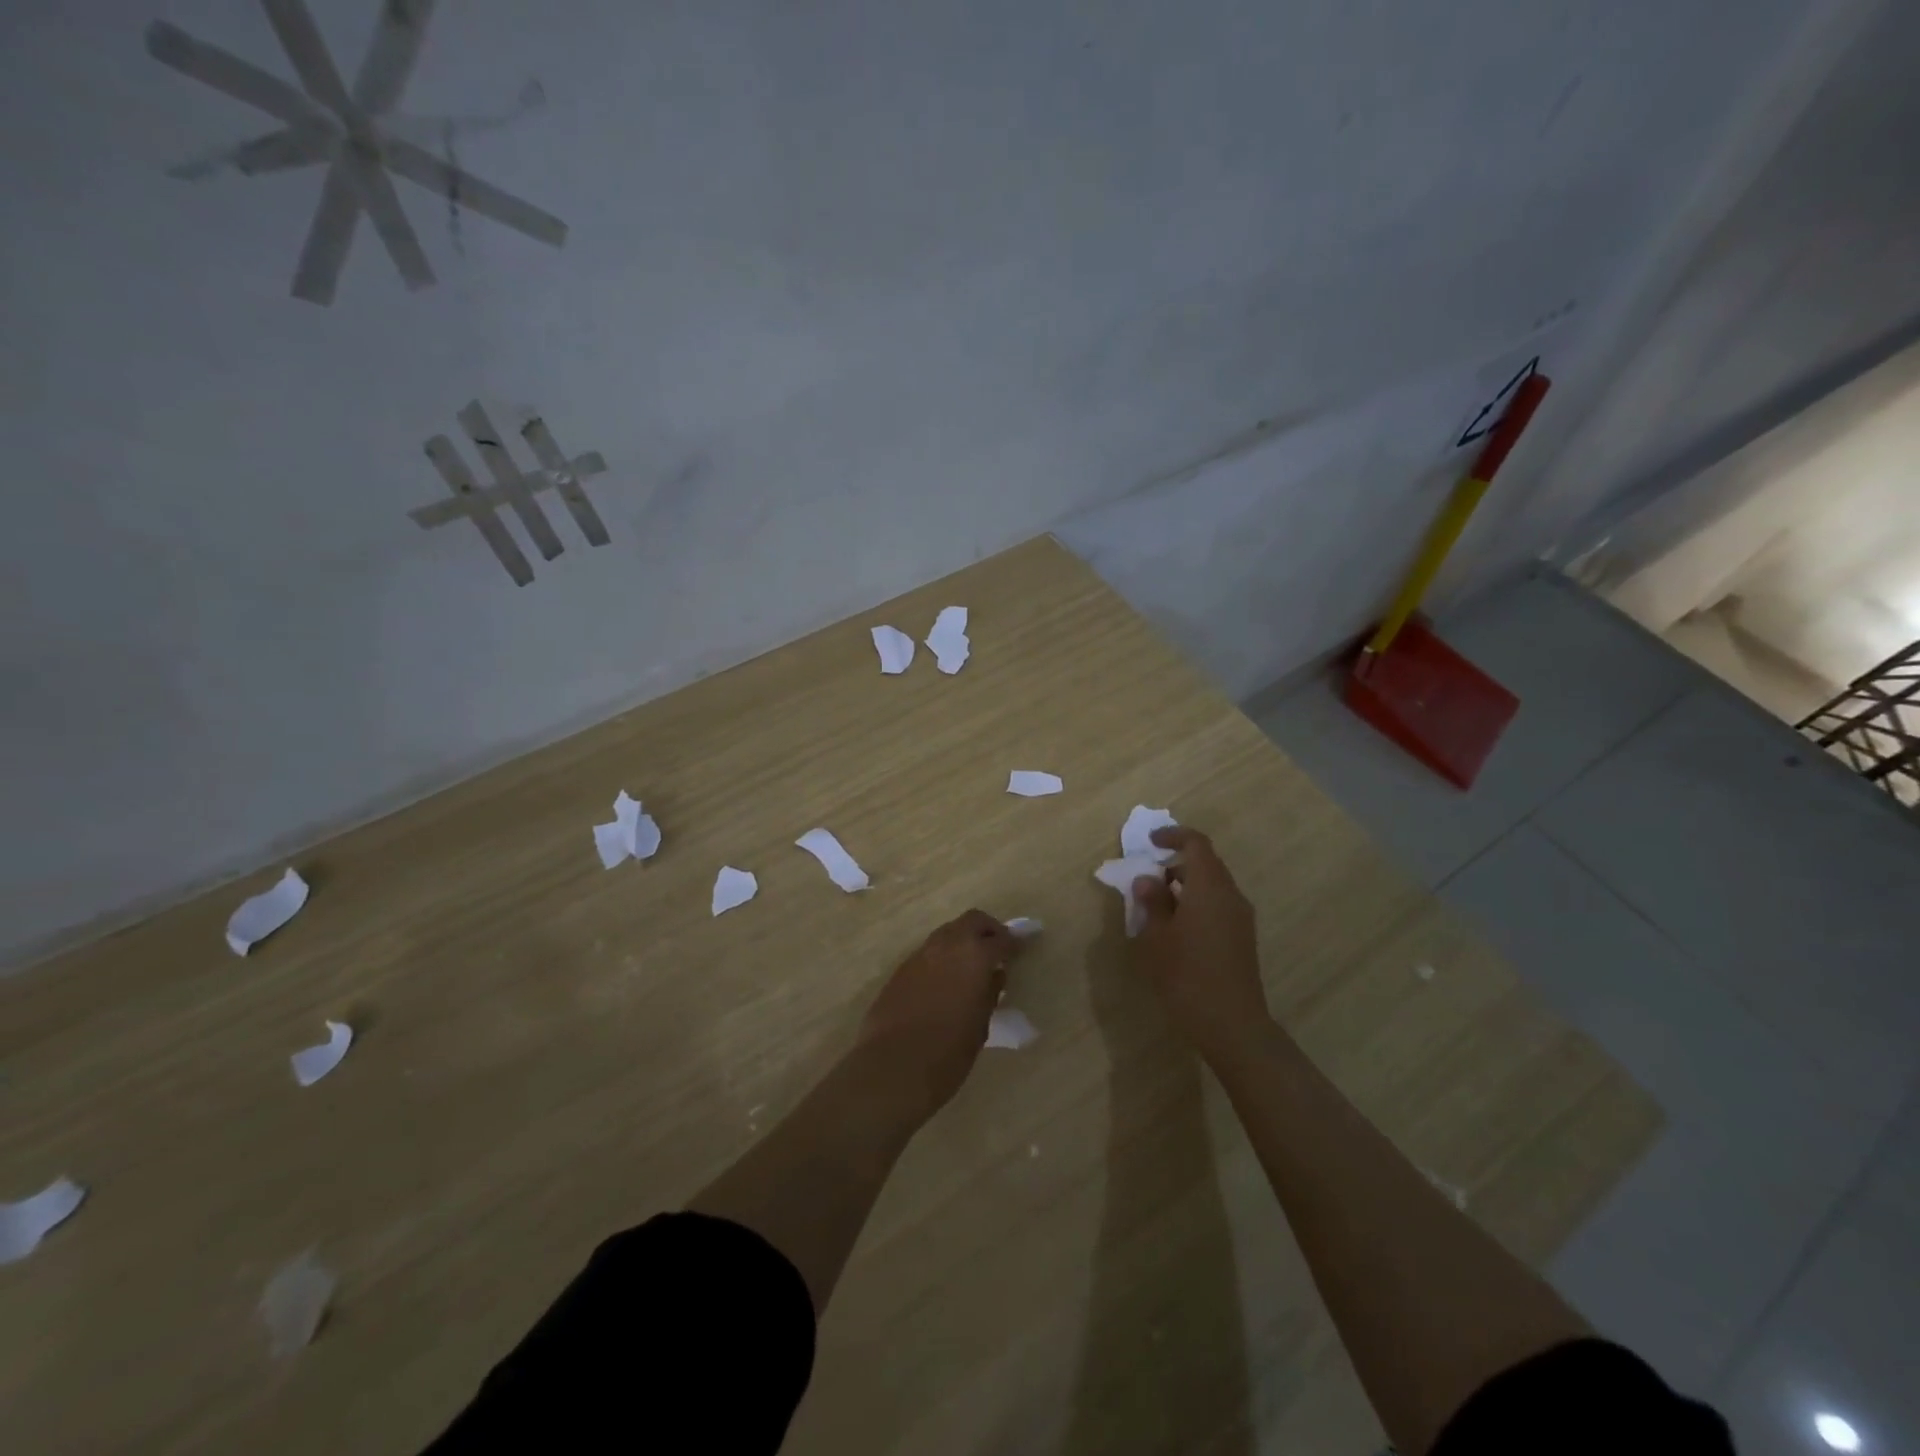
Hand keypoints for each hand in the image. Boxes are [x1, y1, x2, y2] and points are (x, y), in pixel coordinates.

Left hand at [856, 909, 1021, 1122]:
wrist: (893, 1067)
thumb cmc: (948, 1053)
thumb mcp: (980, 1025)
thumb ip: (990, 993)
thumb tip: (994, 975)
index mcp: (974, 956)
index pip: (1000, 940)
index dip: (1013, 944)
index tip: (1019, 950)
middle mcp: (946, 945)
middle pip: (972, 921)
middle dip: (988, 930)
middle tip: (997, 949)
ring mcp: (920, 955)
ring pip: (947, 932)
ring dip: (962, 940)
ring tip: (971, 966)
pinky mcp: (901, 969)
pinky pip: (928, 952)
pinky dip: (943, 957)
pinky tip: (945, 981)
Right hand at [1131, 828, 1270, 1064]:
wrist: (1232, 1024)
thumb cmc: (1187, 975)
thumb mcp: (1157, 937)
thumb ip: (1152, 903)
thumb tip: (1148, 880)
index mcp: (1209, 887)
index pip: (1196, 844)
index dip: (1173, 836)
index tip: (1151, 842)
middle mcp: (1230, 895)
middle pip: (1207, 864)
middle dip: (1177, 863)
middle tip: (1148, 876)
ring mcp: (1241, 918)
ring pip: (1213, 886)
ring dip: (1187, 885)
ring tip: (1158, 903)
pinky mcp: (1243, 938)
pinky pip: (1219, 905)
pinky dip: (1197, 902)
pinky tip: (1177, 926)